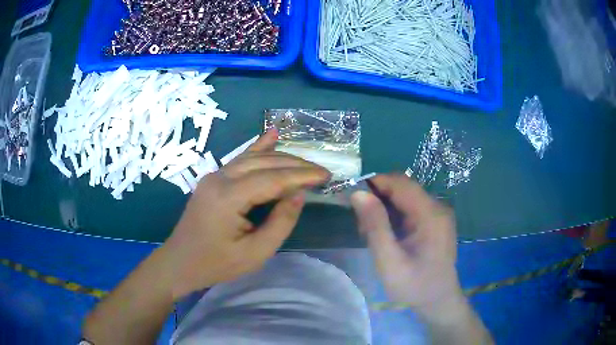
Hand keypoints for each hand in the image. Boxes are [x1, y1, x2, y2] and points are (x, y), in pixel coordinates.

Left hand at [165, 130, 329, 298]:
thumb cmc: (216, 264)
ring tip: (306, 163)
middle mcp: (219, 178)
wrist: (180, 262)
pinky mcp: (213, 179)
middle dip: (295, 165)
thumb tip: (299, 194)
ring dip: (281, 158)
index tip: (326, 175)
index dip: (301, 176)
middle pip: (264, 163)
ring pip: (253, 158)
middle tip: (321, 171)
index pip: (272, 179)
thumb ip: (280, 222)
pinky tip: (272, 135)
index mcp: (228, 198)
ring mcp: (214, 175)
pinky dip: (258, 147)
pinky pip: (240, 160)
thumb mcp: (255, 253)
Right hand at [350, 174, 464, 316]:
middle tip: (362, 225)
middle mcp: (438, 207)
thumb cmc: (414, 285)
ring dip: (385, 208)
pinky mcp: (436, 222)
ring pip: (406, 197)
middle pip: (403, 188)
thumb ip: (375, 226)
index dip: (375, 183)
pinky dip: (395, 216)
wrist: (439, 301)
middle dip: (379, 198)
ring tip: (372, 233)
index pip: (400, 183)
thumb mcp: (389, 260)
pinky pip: (412, 208)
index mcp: (430, 214)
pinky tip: (387, 235)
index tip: (354, 198)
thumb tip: (359, 193)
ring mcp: (438, 214)